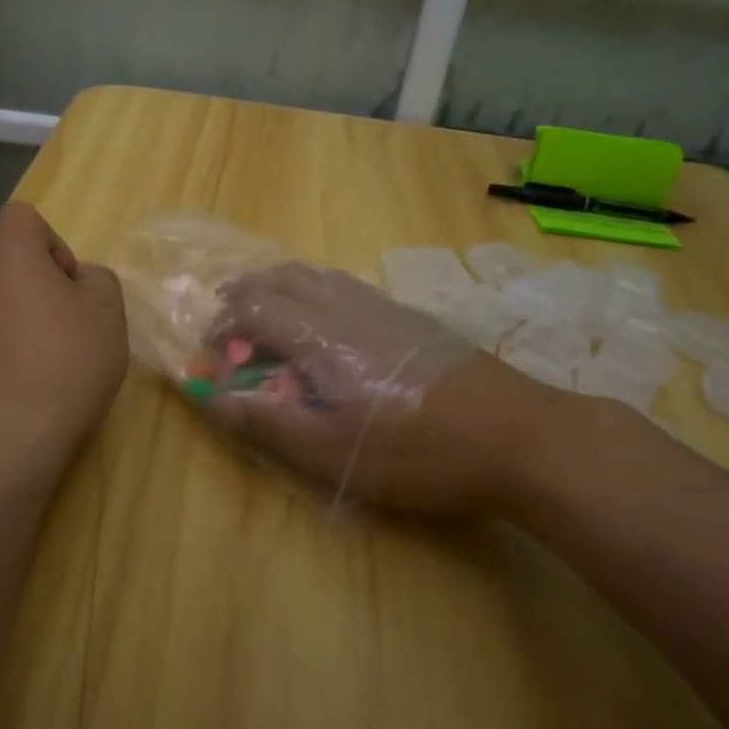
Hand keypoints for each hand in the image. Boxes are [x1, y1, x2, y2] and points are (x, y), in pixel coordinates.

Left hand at [0, 204, 127, 453]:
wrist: (9, 437)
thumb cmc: (66, 361)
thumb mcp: (108, 312)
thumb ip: (98, 279)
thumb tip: (77, 280)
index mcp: (6, 256)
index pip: (23, 219)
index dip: (54, 246)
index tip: (70, 289)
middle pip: (5, 266)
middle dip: (36, 289)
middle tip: (65, 331)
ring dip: (13, 323)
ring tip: (40, 368)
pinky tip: (13, 392)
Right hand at [202, 264, 582, 513]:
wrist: (519, 435)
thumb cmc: (417, 450)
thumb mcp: (332, 451)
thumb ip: (266, 421)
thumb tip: (209, 397)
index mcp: (321, 332)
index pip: (252, 306)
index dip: (222, 326)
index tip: (214, 359)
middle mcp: (347, 304)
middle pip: (282, 277)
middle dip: (246, 298)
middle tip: (232, 335)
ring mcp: (384, 306)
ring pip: (317, 277)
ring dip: (281, 294)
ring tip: (272, 331)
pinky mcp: (410, 317)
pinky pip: (346, 289)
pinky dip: (315, 298)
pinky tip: (329, 337)